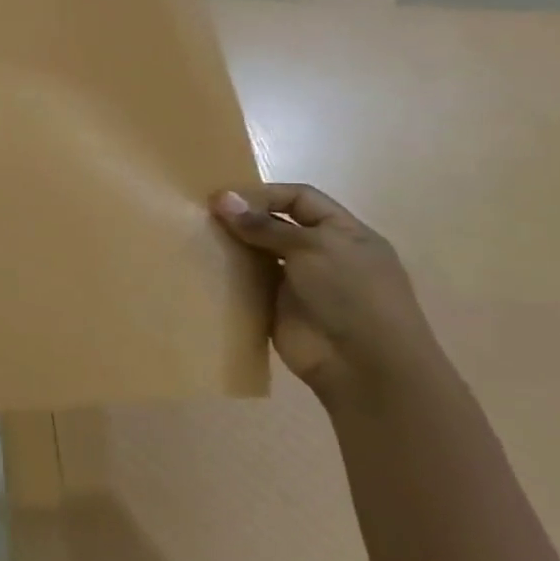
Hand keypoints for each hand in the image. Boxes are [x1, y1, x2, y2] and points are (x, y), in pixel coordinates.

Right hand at [211, 184, 443, 408]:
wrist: (363, 366)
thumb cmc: (352, 295)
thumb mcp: (313, 248)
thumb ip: (264, 225)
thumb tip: (220, 198)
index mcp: (344, 234)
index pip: (300, 198)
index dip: (264, 194)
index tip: (224, 199)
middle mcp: (321, 253)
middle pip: (275, 224)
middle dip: (242, 217)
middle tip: (201, 215)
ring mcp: (298, 282)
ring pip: (257, 252)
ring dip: (231, 244)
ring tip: (196, 236)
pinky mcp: (276, 306)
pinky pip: (247, 282)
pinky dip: (227, 273)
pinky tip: (202, 265)